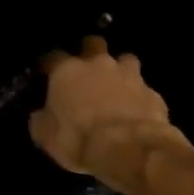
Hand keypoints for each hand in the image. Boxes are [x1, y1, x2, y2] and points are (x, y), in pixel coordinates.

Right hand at [29, 37, 187, 188]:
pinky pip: (144, 90)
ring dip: (120, 71)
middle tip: (87, 70)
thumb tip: (40, 115)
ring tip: (117, 87)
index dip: (50, 65)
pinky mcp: (153, 94)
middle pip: (94, 44)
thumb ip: (41, 120)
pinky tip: (137, 113)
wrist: (129, 150)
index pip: (53, 57)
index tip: (48, 74)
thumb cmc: (78, 139)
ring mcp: (130, 76)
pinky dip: (139, 98)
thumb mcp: (46, 136)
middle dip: (90, 52)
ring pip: (126, 60)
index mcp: (67, 71)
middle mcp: (98, 65)